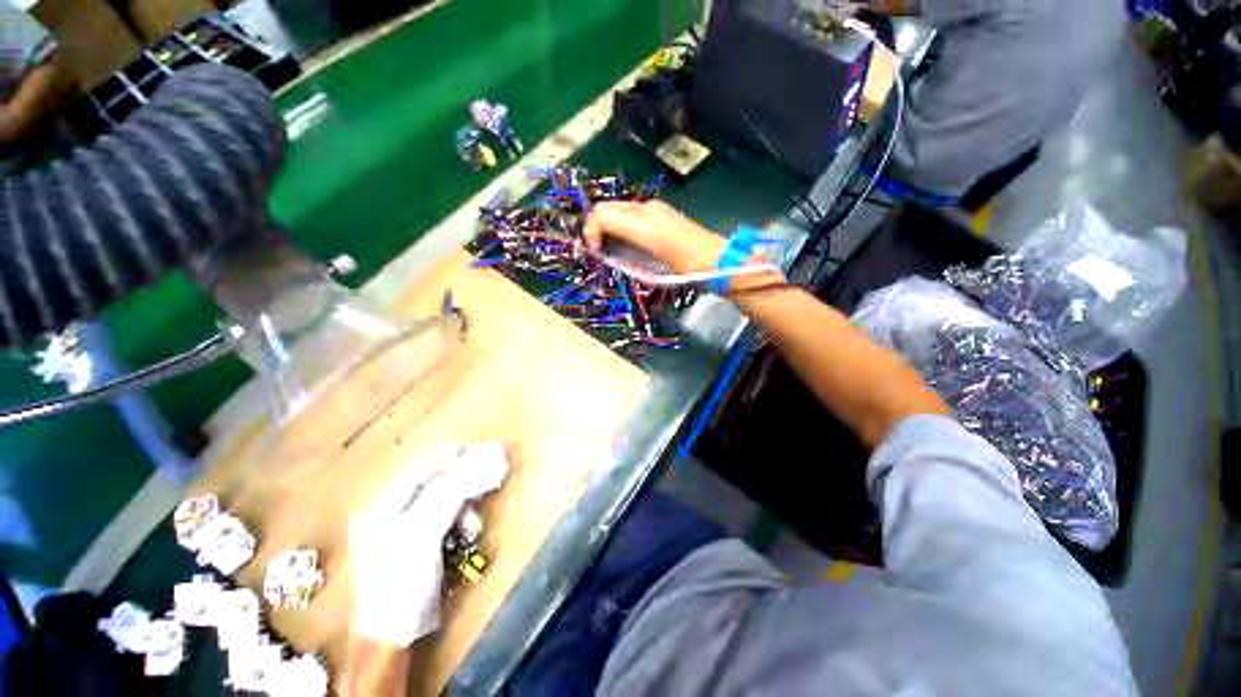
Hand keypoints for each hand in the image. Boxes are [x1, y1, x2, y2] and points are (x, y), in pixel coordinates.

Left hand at [349, 443, 508, 647]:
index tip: (465, 446)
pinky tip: (471, 532)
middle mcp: (392, 517)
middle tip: (484, 471)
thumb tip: (468, 465)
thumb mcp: (423, 535)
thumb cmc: (402, 581)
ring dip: (463, 508)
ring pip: (442, 506)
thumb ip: (445, 498)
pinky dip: (460, 523)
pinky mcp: (422, 547)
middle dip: (459, 483)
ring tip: (475, 522)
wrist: (395, 634)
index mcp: (382, 511)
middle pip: (431, 488)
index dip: (440, 459)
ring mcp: (407, 533)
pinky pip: (445, 523)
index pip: (415, 475)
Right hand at [582, 201, 726, 274]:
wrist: (713, 259)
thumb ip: (619, 249)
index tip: (594, 253)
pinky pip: (631, 216)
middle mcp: (645, 208)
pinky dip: (620, 228)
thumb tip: (599, 248)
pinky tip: (628, 245)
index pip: (600, 214)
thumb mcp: (646, 259)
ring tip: (611, 250)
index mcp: (640, 218)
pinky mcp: (661, 215)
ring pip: (618, 212)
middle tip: (598, 251)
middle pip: (607, 208)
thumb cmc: (681, 262)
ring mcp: (654, 210)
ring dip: (608, 228)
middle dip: (596, 228)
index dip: (590, 233)